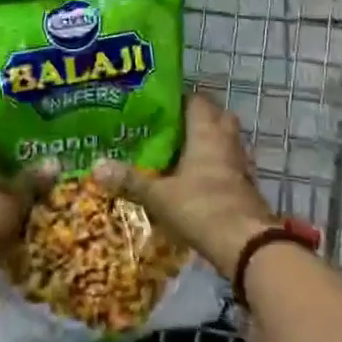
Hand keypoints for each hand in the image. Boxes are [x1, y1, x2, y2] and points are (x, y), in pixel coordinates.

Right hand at [96, 93, 276, 279]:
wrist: (245, 243)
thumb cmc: (201, 206)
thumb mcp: (158, 194)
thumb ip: (130, 179)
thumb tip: (95, 165)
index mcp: (206, 129)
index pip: (194, 99)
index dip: (176, 99)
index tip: (154, 105)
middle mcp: (226, 138)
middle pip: (213, 116)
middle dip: (193, 119)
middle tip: (166, 128)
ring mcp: (240, 162)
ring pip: (223, 140)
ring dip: (205, 143)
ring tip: (176, 152)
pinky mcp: (245, 184)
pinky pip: (228, 164)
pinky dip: (214, 166)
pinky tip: (194, 179)